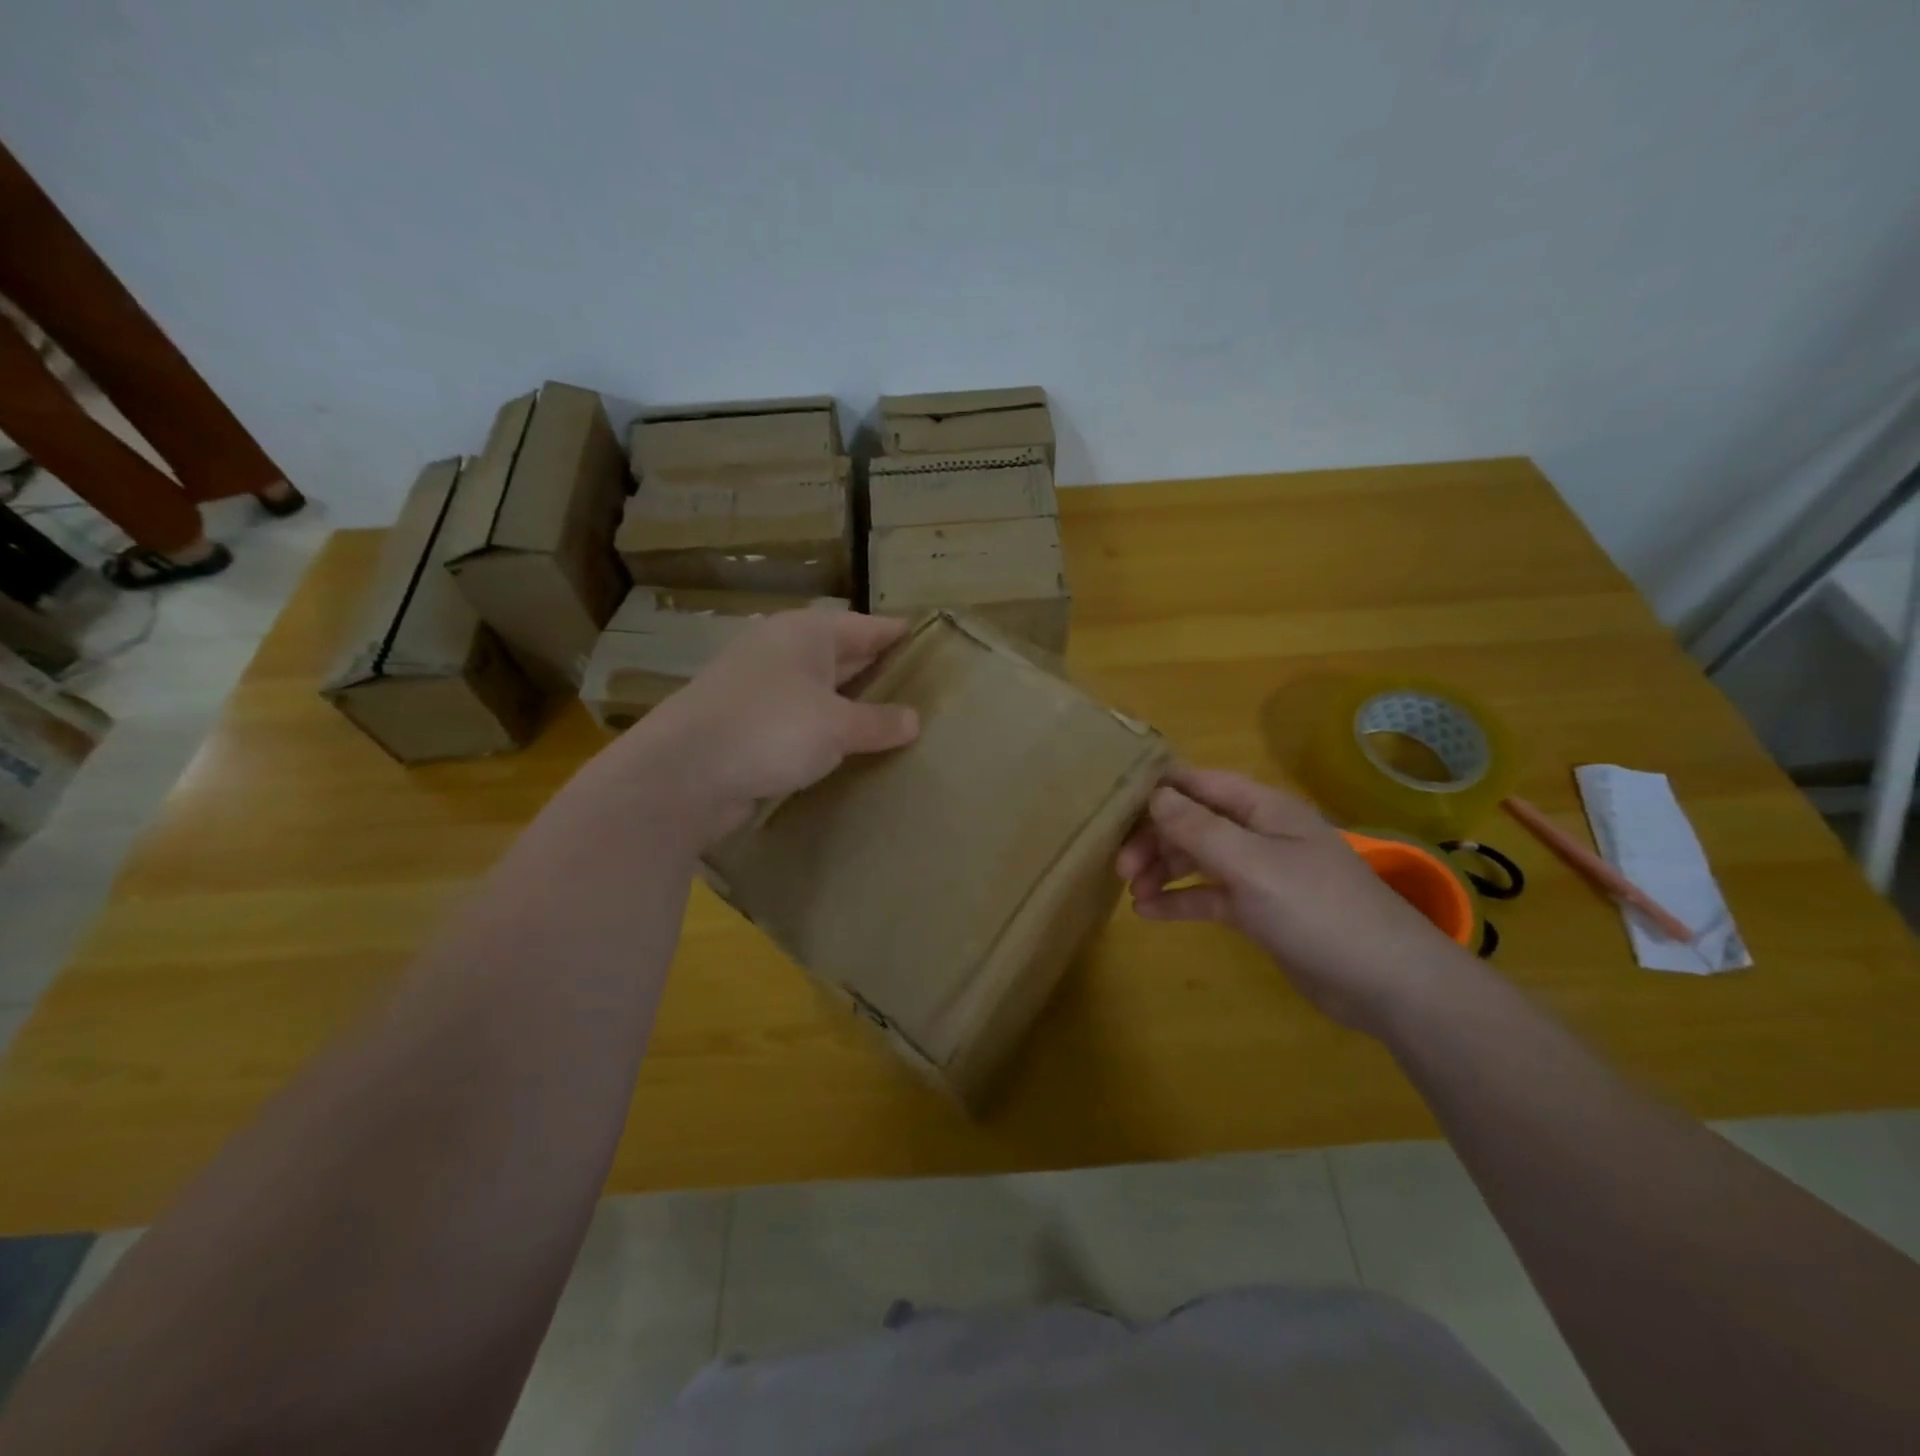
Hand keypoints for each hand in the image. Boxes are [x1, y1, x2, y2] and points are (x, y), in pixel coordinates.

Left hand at [583, 610, 919, 843]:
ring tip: (897, 725)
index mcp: (807, 634)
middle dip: (880, 674)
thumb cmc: (769, 730)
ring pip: (822, 692)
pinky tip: (850, 752)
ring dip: (853, 708)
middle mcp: (783, 652)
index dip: (900, 636)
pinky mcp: (748, 725)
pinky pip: (801, 722)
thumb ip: (878, 722)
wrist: (682, 774)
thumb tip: (914, 720)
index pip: (868, 627)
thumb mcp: (836, 726)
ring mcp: (762, 689)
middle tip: (927, 692)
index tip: (935, 646)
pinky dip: (826, 733)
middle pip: (845, 656)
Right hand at [1117, 766, 1468, 1033]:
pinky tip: (1148, 913)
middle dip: (1154, 837)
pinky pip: (1209, 896)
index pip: (1199, 783)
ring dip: (1162, 868)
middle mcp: (1258, 833)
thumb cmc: (1317, 909)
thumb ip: (1199, 828)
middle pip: (1192, 821)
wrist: (1387, 982)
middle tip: (1119, 866)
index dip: (1157, 789)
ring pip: (1197, 858)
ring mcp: (1260, 872)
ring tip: (1130, 890)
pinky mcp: (1260, 910)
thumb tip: (1155, 794)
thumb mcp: (1251, 864)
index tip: (1113, 807)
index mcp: (1262, 808)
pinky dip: (1180, 900)